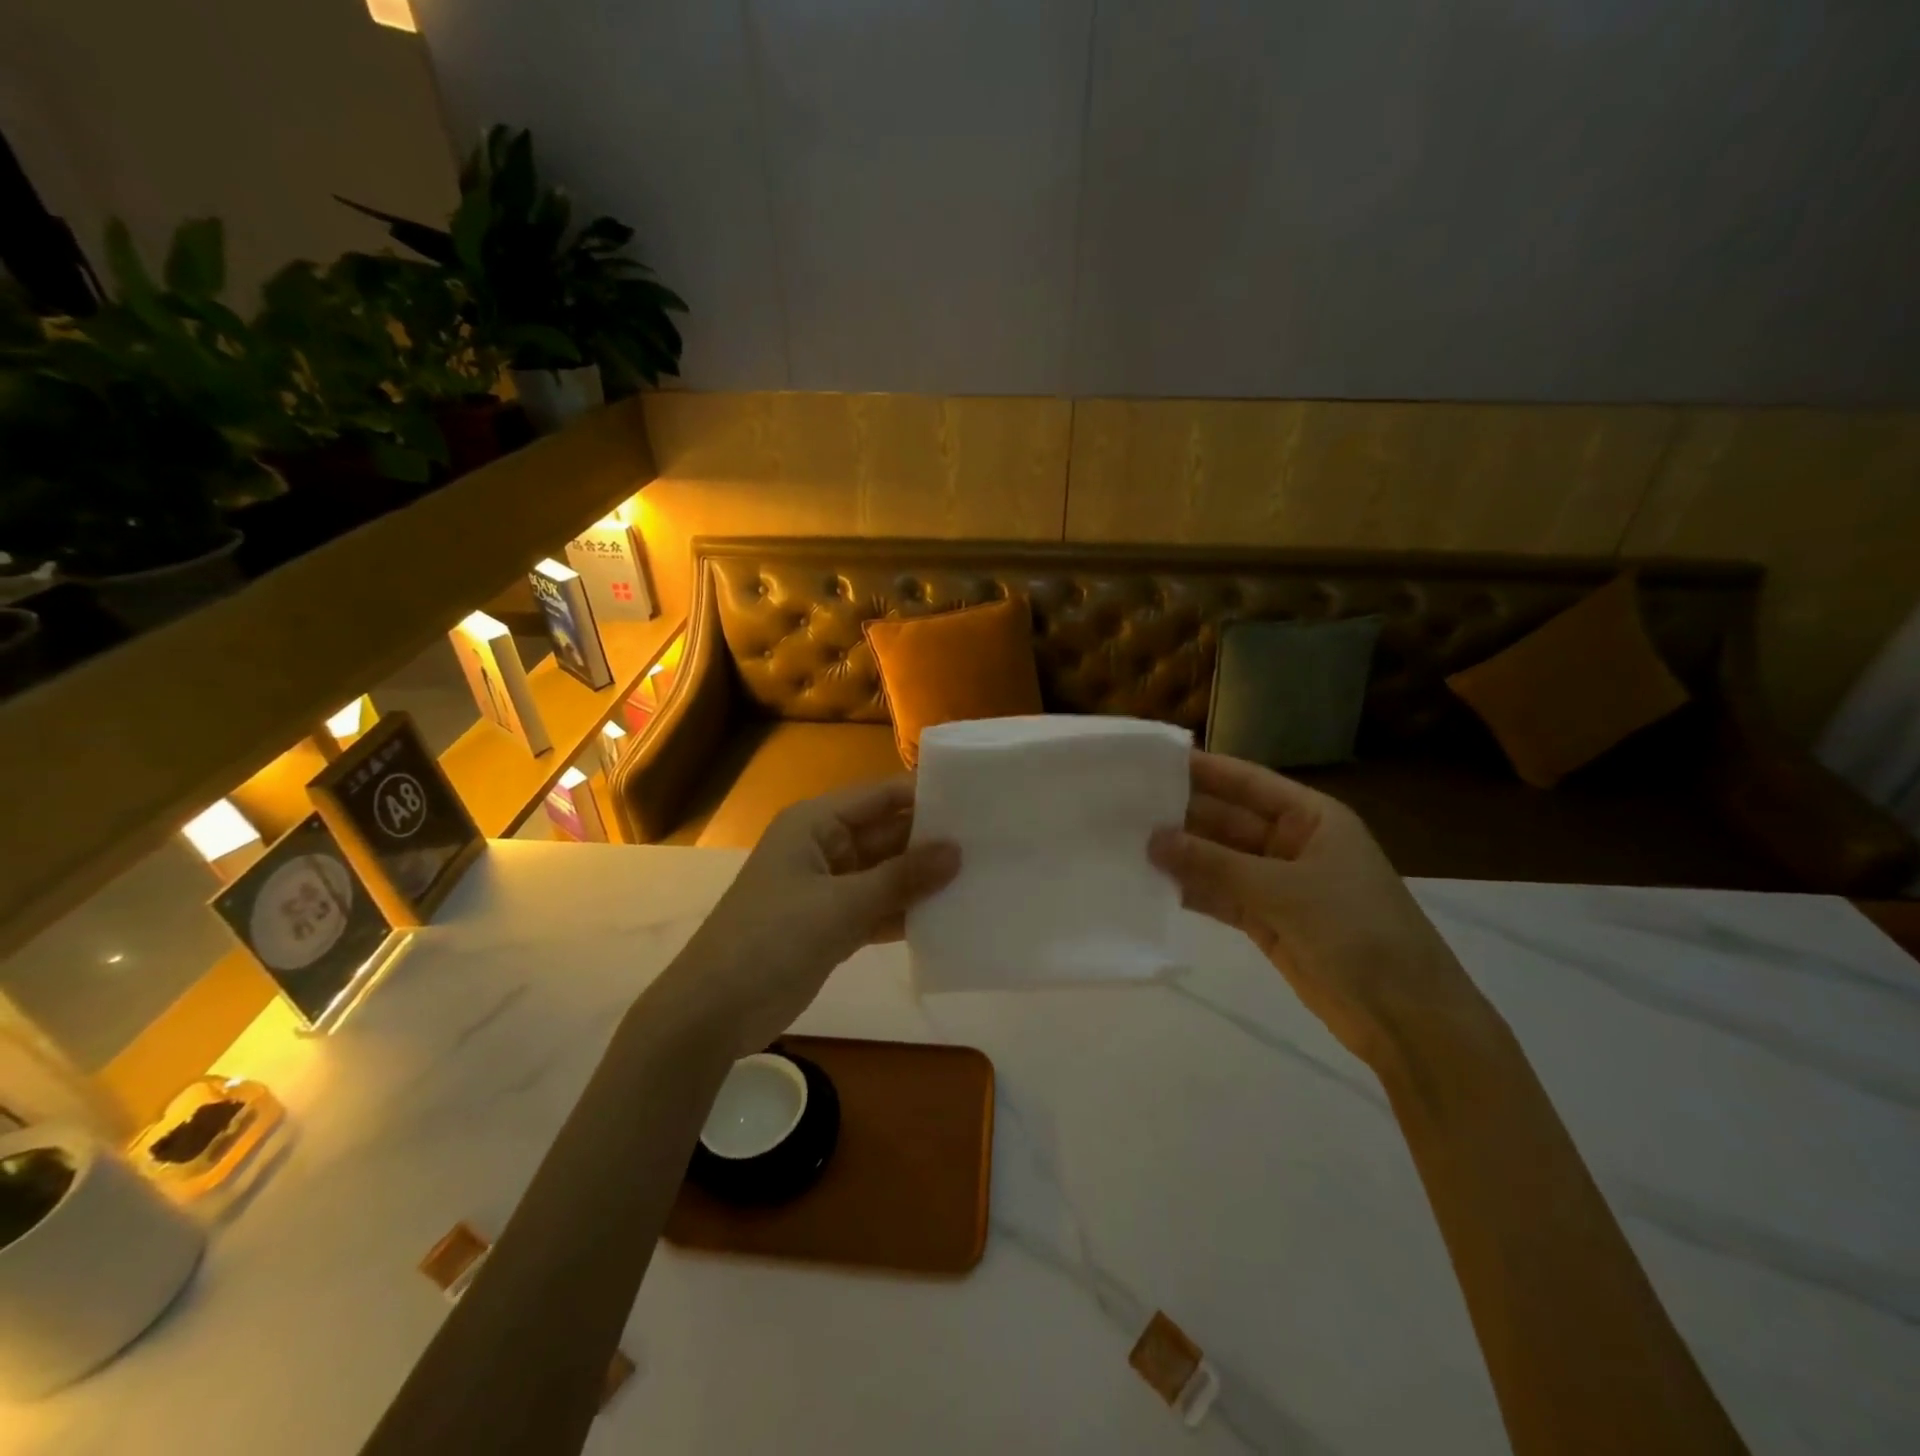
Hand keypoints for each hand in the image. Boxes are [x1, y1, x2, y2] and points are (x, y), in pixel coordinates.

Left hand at [663, 777, 959, 1058]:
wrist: (714, 1012)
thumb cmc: (771, 940)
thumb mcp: (840, 906)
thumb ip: (901, 878)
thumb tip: (956, 850)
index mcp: (815, 823)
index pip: (880, 797)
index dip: (924, 796)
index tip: (977, 802)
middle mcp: (824, 847)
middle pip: (886, 834)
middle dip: (931, 841)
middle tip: (991, 844)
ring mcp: (829, 888)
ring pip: (886, 873)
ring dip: (922, 879)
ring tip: (981, 876)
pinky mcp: (833, 924)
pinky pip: (878, 907)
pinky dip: (906, 912)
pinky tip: (948, 916)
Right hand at [1149, 751, 1480, 1066]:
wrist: (1406, 1017)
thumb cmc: (1357, 932)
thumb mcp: (1285, 890)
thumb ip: (1214, 864)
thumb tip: (1152, 839)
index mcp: (1311, 817)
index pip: (1247, 782)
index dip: (1202, 769)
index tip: (1150, 760)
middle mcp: (1291, 843)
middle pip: (1226, 820)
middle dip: (1181, 816)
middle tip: (1122, 807)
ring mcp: (1278, 884)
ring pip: (1218, 860)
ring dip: (1180, 855)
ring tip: (1124, 843)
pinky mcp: (1266, 920)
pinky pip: (1220, 896)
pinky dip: (1190, 891)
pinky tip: (1150, 884)